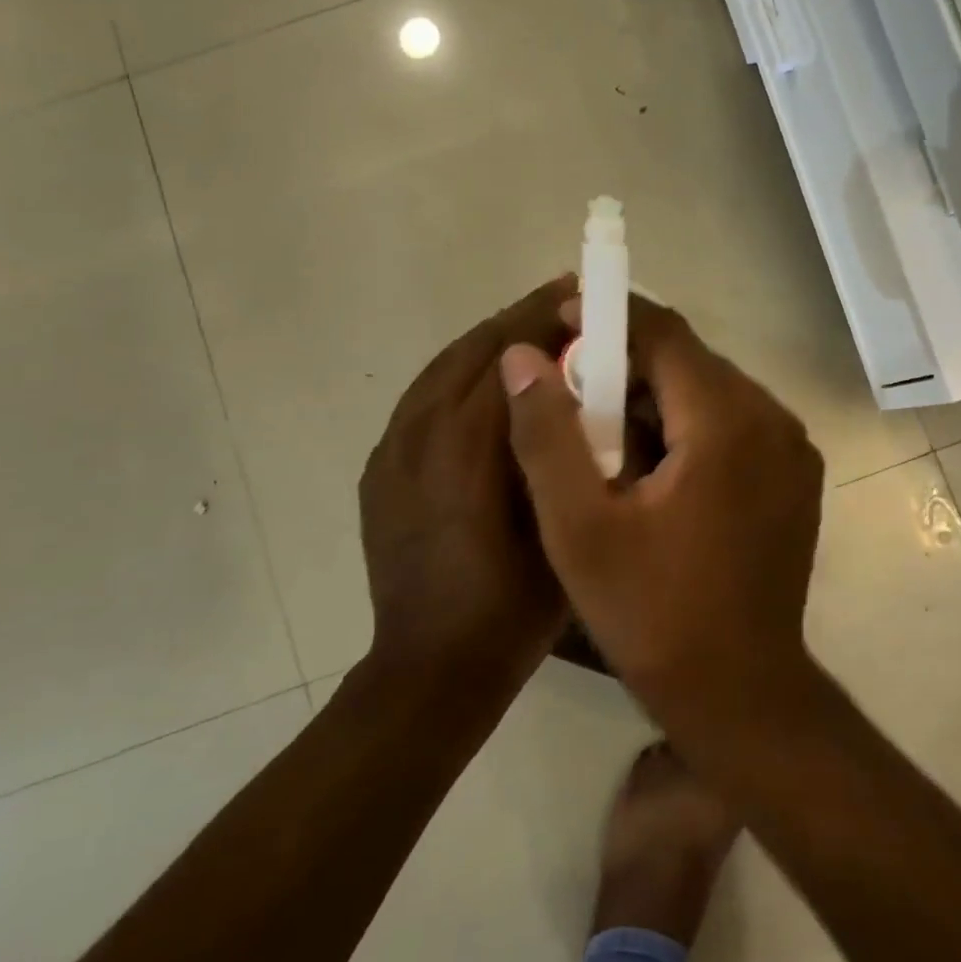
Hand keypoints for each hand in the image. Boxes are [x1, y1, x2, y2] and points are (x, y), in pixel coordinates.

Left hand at [359, 277, 575, 681]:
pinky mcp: (381, 468)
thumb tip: (577, 389)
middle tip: (562, 302)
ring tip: (531, 335)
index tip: (579, 293)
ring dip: (488, 343)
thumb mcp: (559, 525)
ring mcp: (391, 450)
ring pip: (441, 369)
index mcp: (465, 446)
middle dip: (519, 320)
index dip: (545, 318)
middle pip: (471, 351)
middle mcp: (419, 433)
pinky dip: (459, 376)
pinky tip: (488, 386)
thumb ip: (563, 450)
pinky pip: (422, 400)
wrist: (430, 668)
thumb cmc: (511, 606)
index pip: (508, 356)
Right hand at [498, 298, 824, 721]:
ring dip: (656, 395)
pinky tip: (651, 463)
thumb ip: (547, 434)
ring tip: (601, 428)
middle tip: (570, 384)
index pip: (666, 334)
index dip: (610, 317)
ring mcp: (792, 450)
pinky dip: (688, 425)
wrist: (740, 695)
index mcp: (728, 422)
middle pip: (691, 361)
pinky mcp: (795, 477)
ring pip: (712, 392)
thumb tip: (522, 356)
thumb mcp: (579, 527)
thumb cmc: (652, 615)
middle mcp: (773, 420)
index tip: (561, 318)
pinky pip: (734, 424)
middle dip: (627, 362)